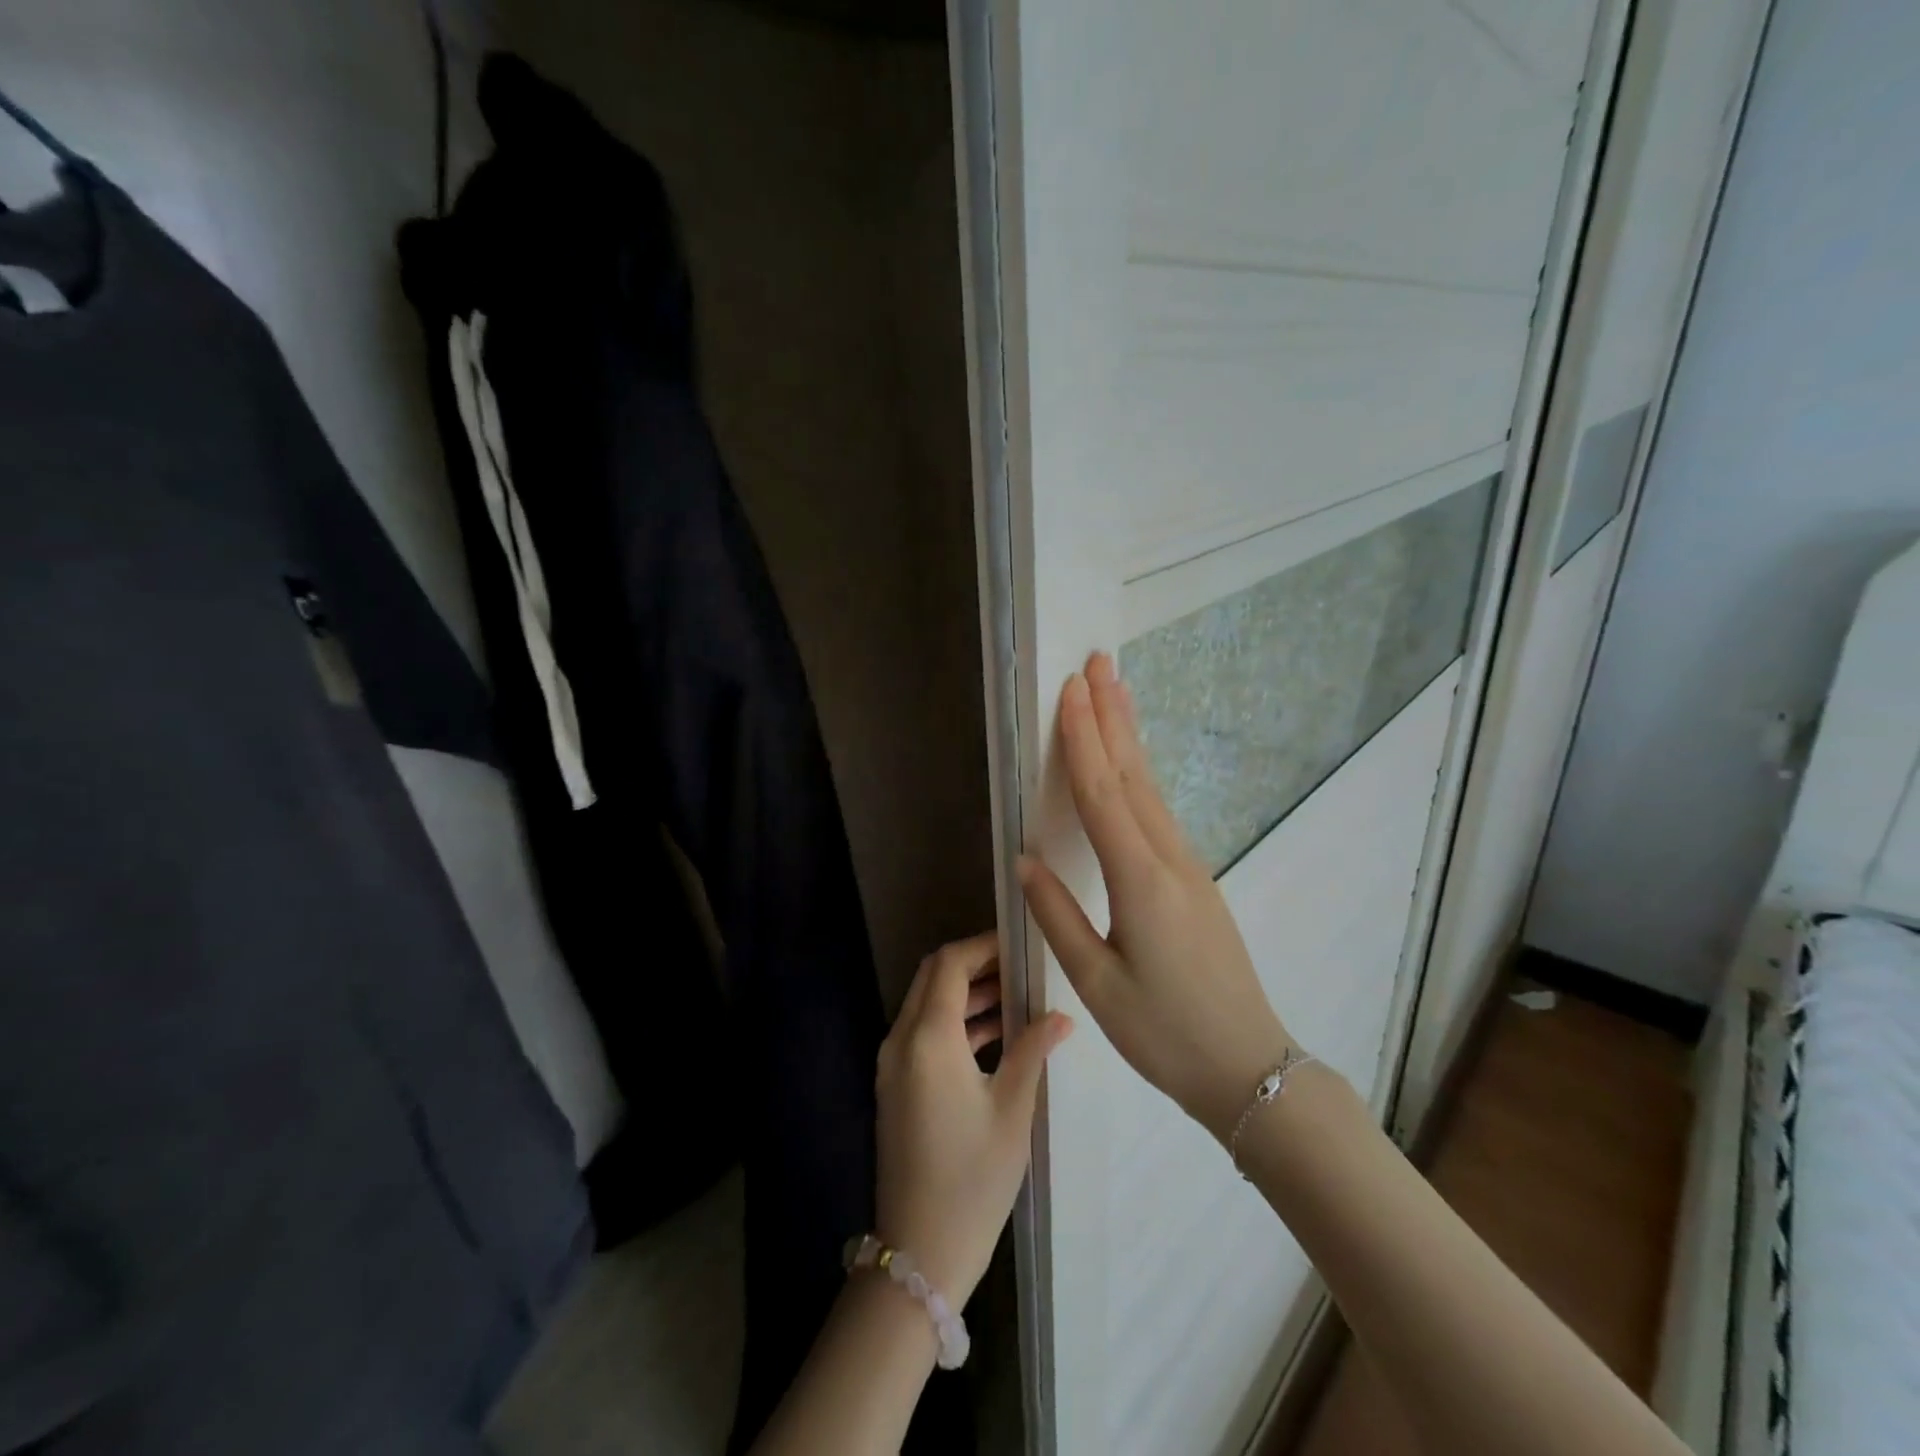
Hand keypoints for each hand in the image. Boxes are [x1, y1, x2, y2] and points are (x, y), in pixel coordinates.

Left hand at [875, 932, 1071, 1307]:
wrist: (920, 1251)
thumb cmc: (973, 1178)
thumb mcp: (1012, 1110)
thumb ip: (1032, 1051)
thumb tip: (1061, 1016)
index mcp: (928, 1037)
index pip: (949, 963)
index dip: (984, 946)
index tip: (1020, 945)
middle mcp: (902, 1039)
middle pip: (933, 976)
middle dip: (975, 964)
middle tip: (1021, 967)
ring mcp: (894, 1063)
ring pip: (928, 1004)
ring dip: (967, 993)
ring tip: (1018, 998)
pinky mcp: (896, 1085)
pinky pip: (924, 1033)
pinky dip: (956, 1022)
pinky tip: (997, 1035)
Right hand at [1017, 651, 1299, 1142]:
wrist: (1248, 1066)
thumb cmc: (1164, 1032)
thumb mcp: (1098, 983)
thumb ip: (1058, 915)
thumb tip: (1025, 859)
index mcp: (1140, 881)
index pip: (1103, 795)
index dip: (1084, 740)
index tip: (1072, 691)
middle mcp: (1169, 860)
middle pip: (1134, 775)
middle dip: (1113, 717)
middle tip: (1099, 663)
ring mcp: (1189, 867)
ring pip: (1152, 789)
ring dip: (1131, 738)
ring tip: (1117, 693)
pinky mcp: (1196, 880)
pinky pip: (1161, 812)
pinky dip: (1142, 775)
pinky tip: (1135, 765)